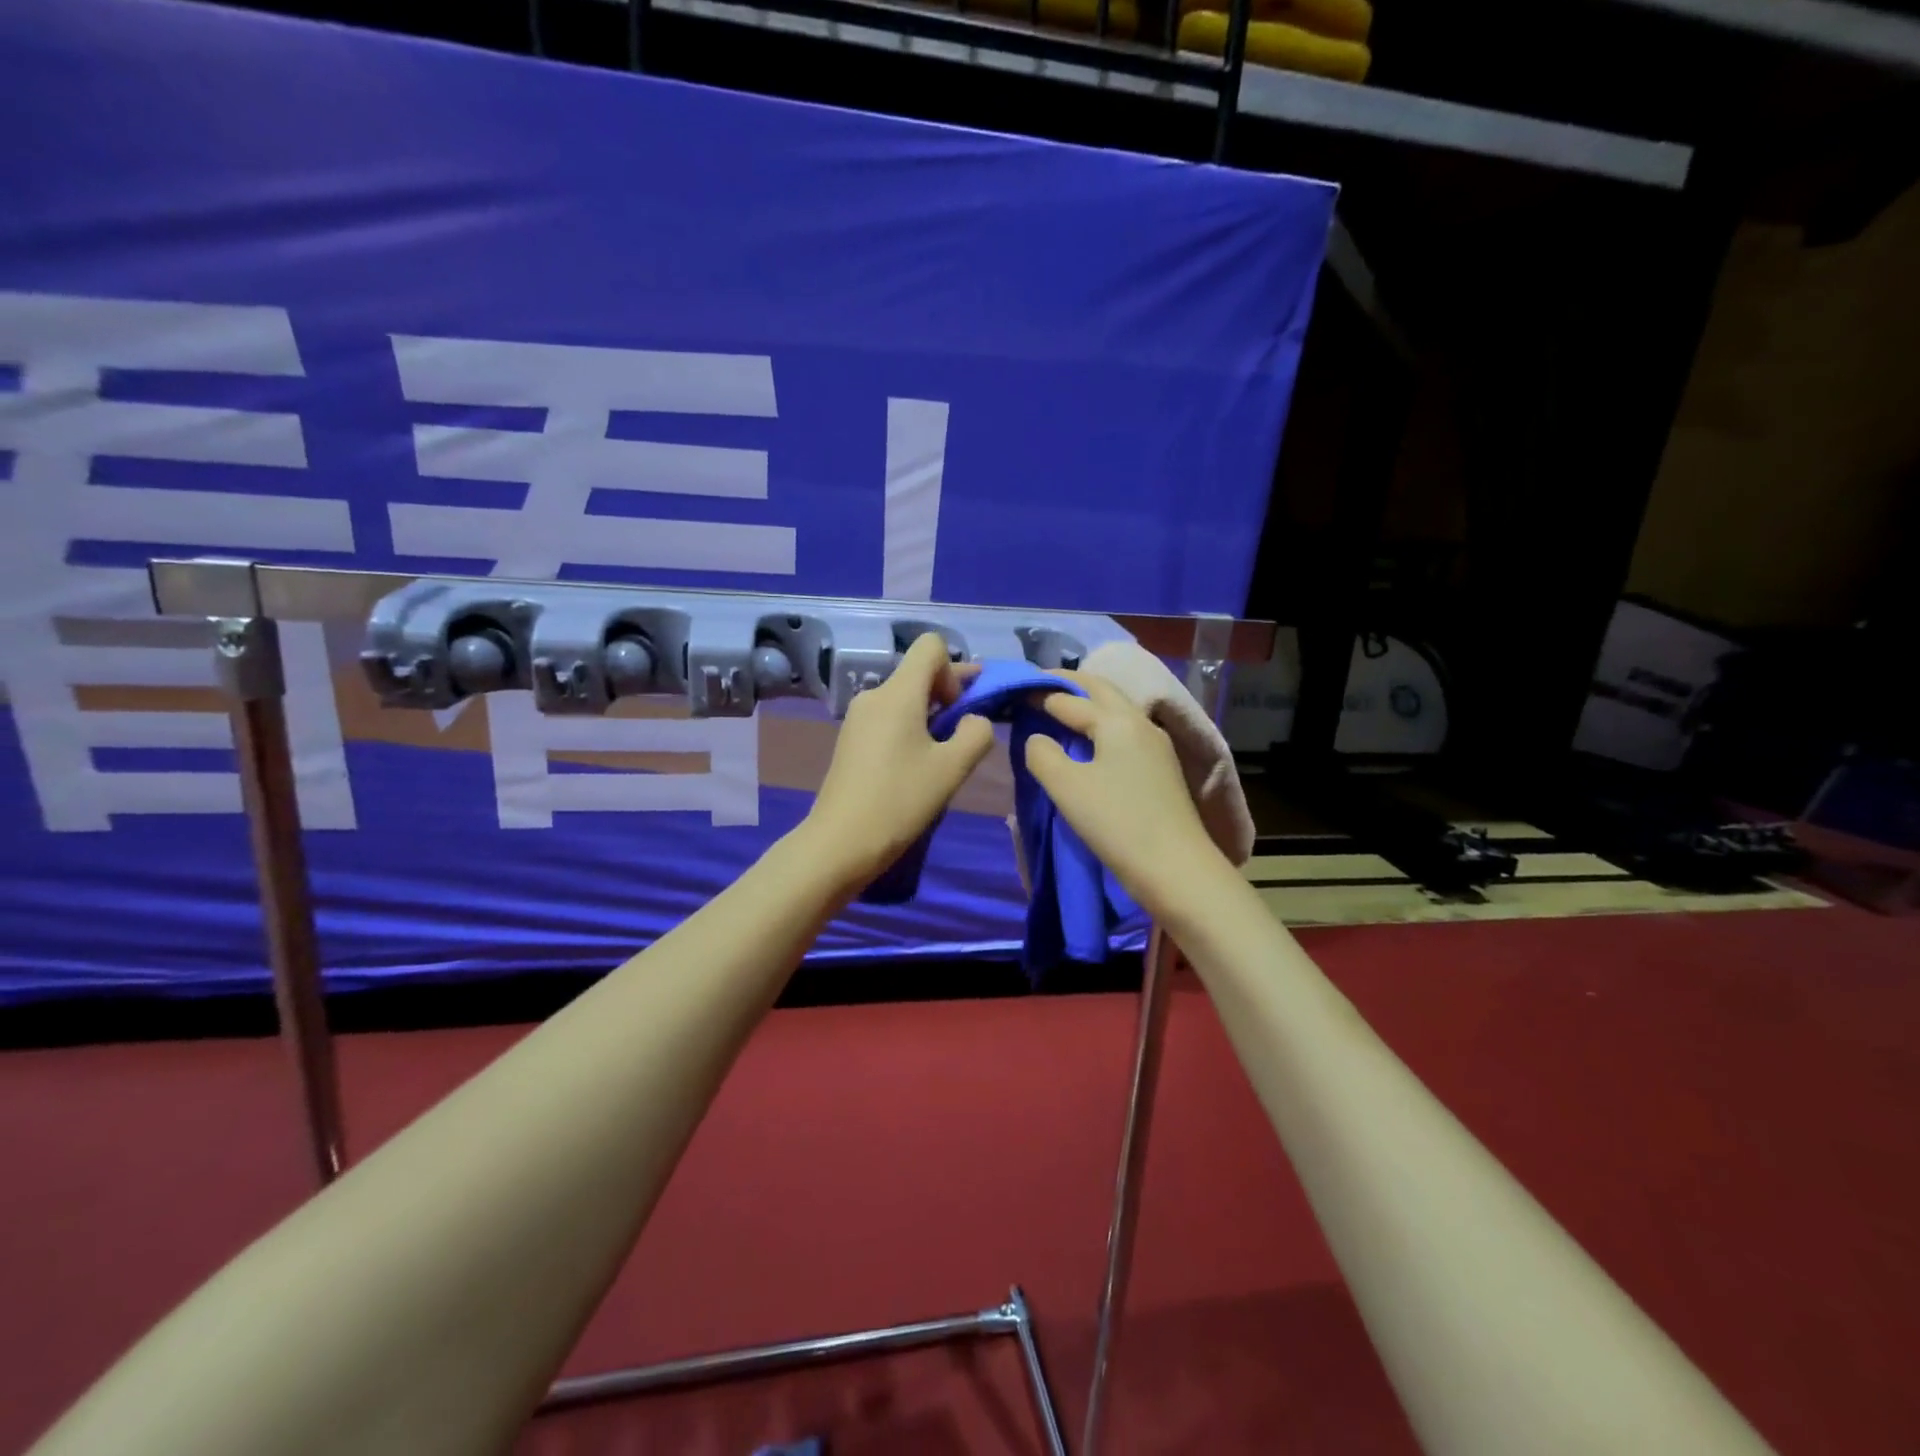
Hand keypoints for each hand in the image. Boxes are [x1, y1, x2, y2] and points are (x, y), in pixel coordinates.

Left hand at [801, 632, 995, 887]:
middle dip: (948, 695)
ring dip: (931, 717)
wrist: (840, 843)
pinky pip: (889, 719)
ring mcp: (858, 718)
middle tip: (967, 733)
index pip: (930, 646)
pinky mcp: (851, 740)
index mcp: (897, 693)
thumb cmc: (899, 801)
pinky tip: (916, 768)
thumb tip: (974, 721)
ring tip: (943, 757)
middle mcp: (874, 695)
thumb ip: (976, 734)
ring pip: (905, 699)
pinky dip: (910, 731)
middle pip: (918, 674)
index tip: (958, 710)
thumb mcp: (952, 769)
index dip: (954, 669)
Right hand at [1023, 672, 1230, 918]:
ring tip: (1061, 709)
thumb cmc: (1116, 822)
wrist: (1176, 868)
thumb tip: (1037, 738)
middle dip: (1070, 684)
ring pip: (1117, 710)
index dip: (1039, 694)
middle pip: (1101, 690)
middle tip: (1040, 685)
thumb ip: (1042, 754)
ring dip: (1088, 703)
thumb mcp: (1066, 787)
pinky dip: (1101, 725)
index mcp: (1117, 720)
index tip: (1014, 693)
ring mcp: (1156, 745)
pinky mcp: (1161, 769)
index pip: (1069, 698)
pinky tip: (1091, 741)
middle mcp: (1140, 723)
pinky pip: (1125, 732)